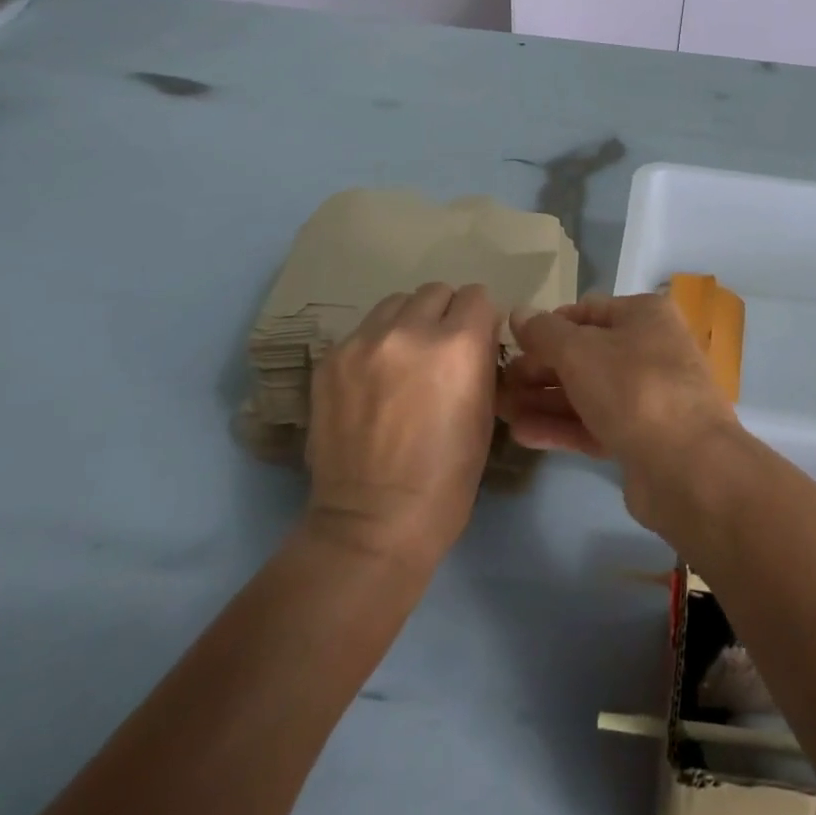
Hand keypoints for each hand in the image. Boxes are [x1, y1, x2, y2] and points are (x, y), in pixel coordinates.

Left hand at [304, 283, 498, 567]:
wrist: (373, 523)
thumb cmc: (447, 478)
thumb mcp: (485, 413)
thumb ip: (479, 360)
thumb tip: (475, 335)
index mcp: (458, 344)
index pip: (477, 295)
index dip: (480, 317)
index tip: (476, 339)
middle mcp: (410, 330)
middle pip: (435, 291)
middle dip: (444, 314)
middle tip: (440, 350)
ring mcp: (364, 342)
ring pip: (395, 303)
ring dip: (408, 322)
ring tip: (404, 360)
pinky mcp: (330, 359)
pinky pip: (363, 331)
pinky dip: (375, 345)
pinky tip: (374, 382)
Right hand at [498, 293, 742, 528]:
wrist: (688, 467)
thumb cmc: (633, 388)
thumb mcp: (579, 351)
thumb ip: (544, 332)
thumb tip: (518, 312)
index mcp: (644, 315)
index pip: (586, 311)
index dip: (547, 326)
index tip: (512, 345)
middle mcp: (650, 349)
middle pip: (585, 352)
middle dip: (540, 367)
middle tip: (499, 383)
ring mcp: (648, 396)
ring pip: (587, 391)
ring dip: (544, 399)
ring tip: (500, 410)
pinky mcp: (642, 438)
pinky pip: (595, 424)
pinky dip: (561, 426)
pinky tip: (522, 434)